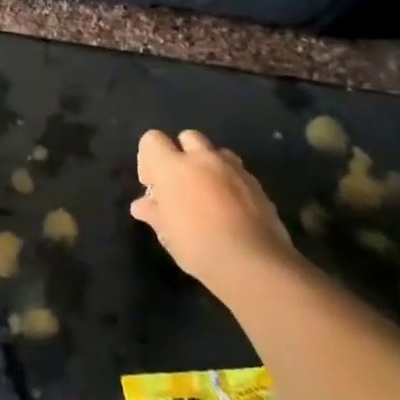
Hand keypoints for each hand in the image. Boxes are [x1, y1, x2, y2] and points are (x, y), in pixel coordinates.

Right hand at [131, 129, 301, 294]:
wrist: (253, 262)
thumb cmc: (197, 245)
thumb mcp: (166, 232)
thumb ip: (154, 212)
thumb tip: (142, 205)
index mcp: (173, 167)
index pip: (152, 140)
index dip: (149, 159)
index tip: (154, 185)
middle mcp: (203, 159)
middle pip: (188, 137)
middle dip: (182, 154)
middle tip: (181, 185)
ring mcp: (234, 169)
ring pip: (216, 152)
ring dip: (208, 165)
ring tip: (207, 194)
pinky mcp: (257, 183)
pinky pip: (237, 171)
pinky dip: (229, 182)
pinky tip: (229, 209)